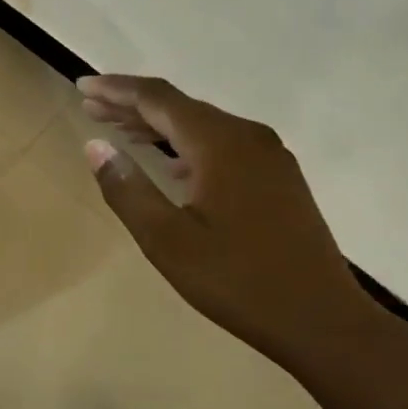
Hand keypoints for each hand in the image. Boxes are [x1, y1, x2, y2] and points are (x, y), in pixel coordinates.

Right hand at [77, 74, 391, 381]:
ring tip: (119, 130)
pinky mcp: (279, 178)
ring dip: (158, 125)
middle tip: (91, 107)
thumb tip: (95, 145)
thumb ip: (127, 188)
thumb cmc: (238, 281)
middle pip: (180, 107)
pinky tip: (169, 161)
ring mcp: (269, 156)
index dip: (116, 89)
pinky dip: (186, 144)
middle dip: (132, 105)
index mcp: (220, 143)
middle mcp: (247, 136)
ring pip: (202, 125)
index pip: (158, 99)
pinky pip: (222, 144)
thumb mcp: (166, 239)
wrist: (325, 323)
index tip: (82, 86)